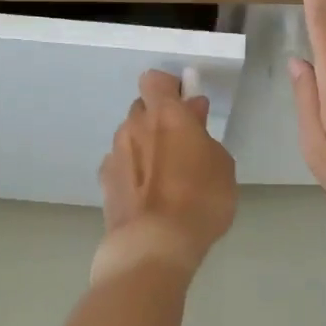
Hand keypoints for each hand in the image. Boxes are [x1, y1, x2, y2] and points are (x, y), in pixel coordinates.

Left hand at [95, 69, 237, 282]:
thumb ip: (204, 133)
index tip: (186, 104)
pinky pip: (121, 165)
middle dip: (158, 119)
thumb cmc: (199, 199)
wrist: (153, 245)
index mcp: (164, 114)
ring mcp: (114, 154)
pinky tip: (147, 196)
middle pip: (142, 109)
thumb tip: (192, 113)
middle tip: (181, 143)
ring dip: (144, 146)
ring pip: (130, 138)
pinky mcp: (104, 182)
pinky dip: (133, 172)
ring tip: (165, 176)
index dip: (169, 87)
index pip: (155, 80)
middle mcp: (133, 126)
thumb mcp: (221, 164)